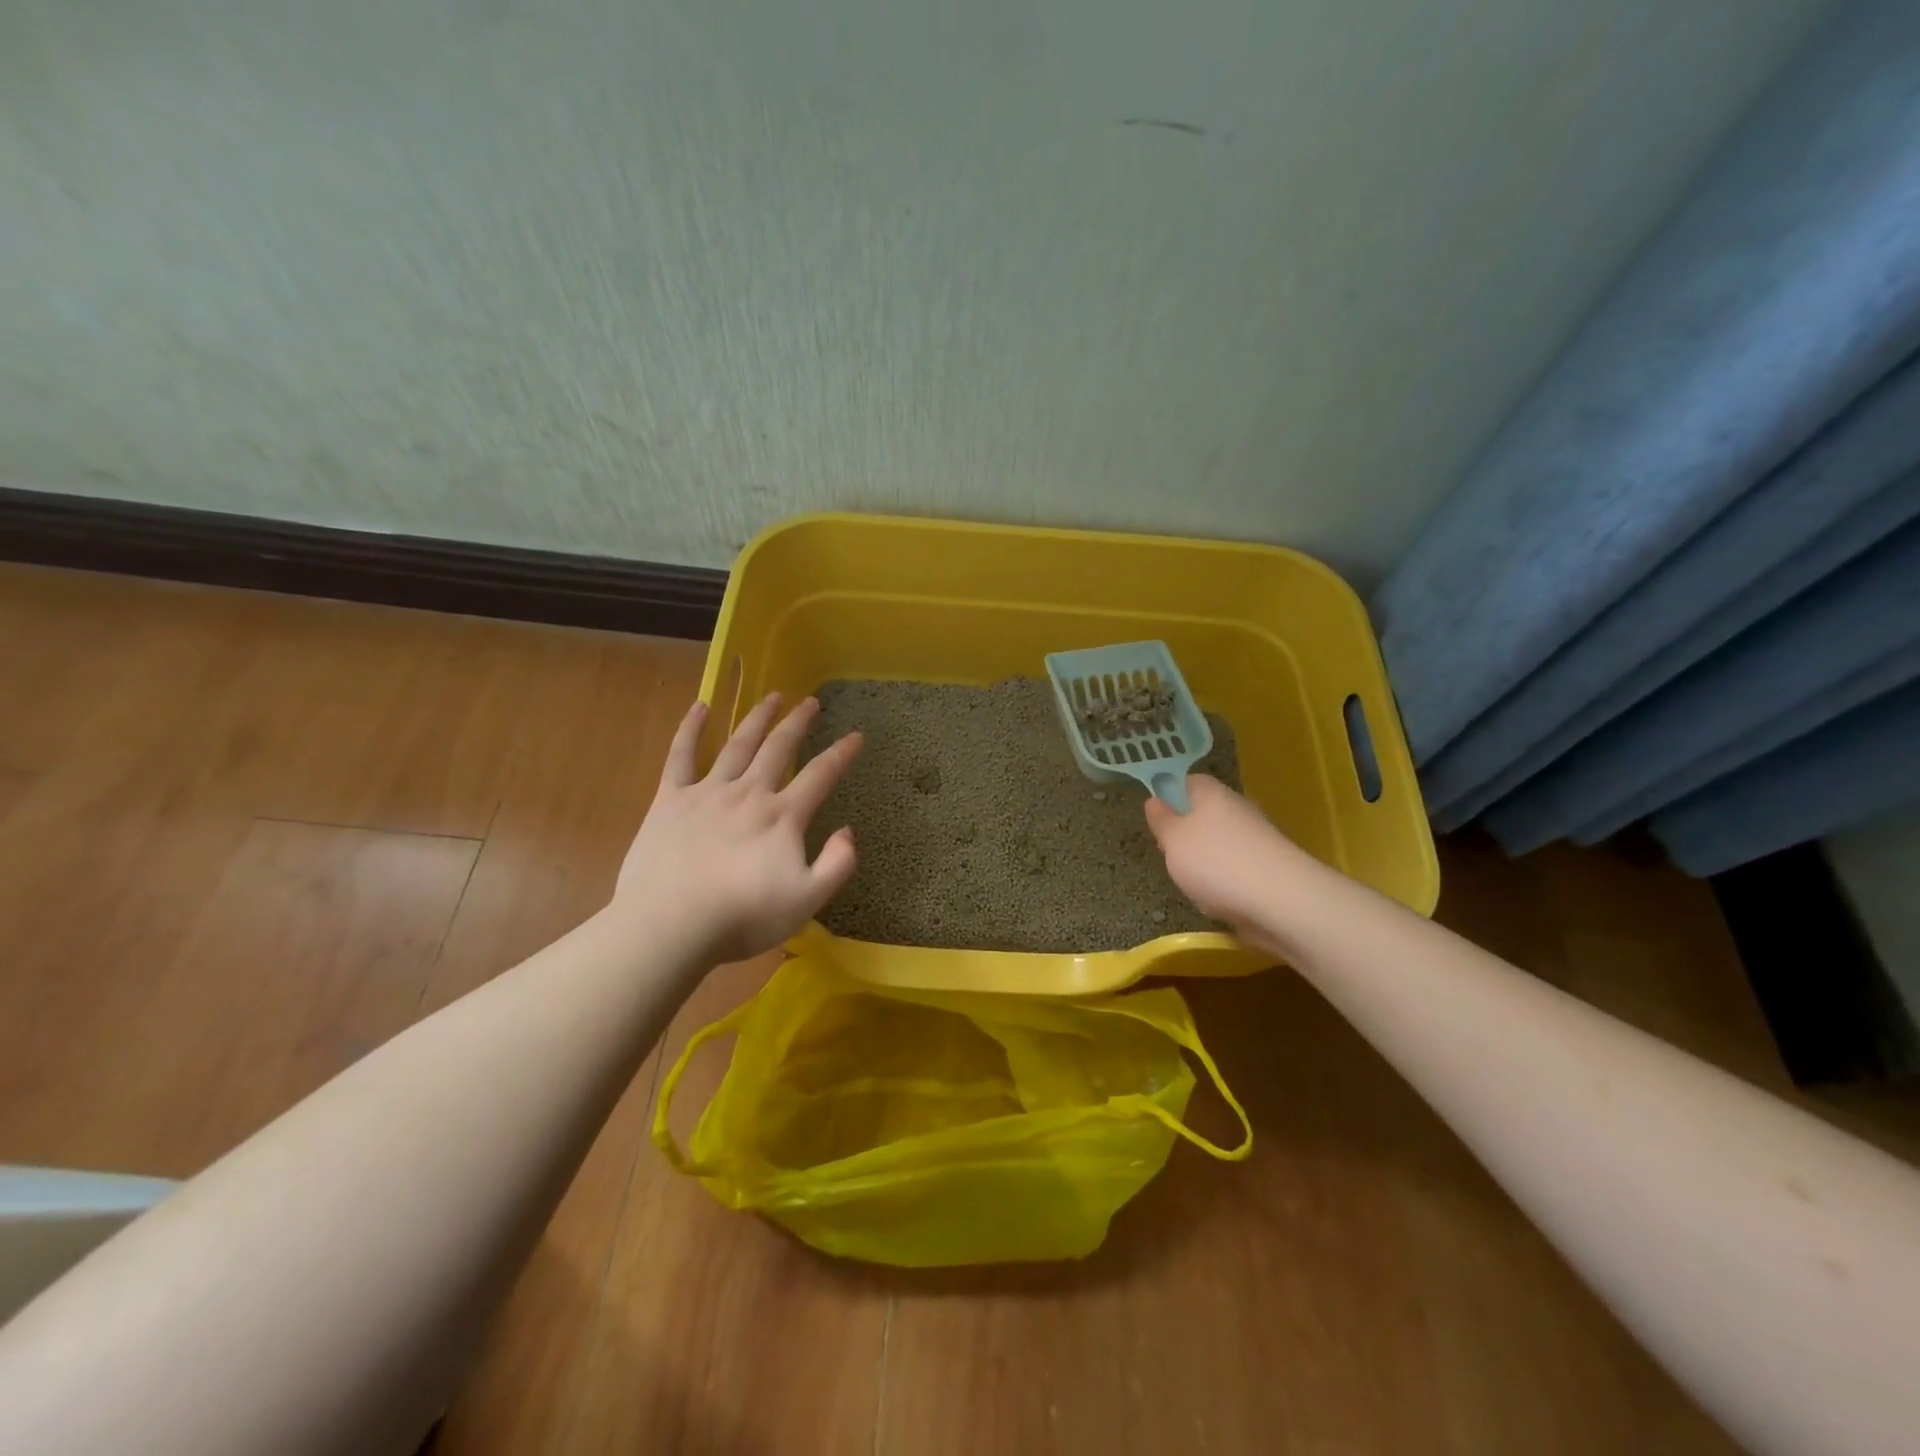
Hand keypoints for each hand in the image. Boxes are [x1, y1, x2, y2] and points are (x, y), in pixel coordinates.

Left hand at [614, 693, 861, 965]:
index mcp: (782, 816)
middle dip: (798, 722)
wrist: (670, 924)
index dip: (841, 753)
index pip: (820, 775)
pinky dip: (691, 728)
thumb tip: (848, 831)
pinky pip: (681, 755)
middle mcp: (749, 793)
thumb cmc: (742, 917)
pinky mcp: (670, 800)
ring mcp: (708, 792)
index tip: (856, 735)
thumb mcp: (807, 900)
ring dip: (757, 718)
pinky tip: (700, 706)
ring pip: (738, 744)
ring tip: (771, 697)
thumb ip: (837, 864)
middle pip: (779, 748)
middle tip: (810, 701)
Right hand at [1144, 774, 1303, 951]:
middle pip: (1204, 814)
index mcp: (1212, 793)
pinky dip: (1224, 883)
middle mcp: (1237, 809)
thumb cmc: (1215, 862)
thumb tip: (1154, 800)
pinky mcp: (1268, 868)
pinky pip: (1236, 869)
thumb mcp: (1172, 840)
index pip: (1188, 781)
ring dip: (1204, 863)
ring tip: (1193, 885)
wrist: (1281, 902)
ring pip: (1219, 844)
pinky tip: (1218, 901)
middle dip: (1186, 836)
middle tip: (1170, 856)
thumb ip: (1161, 820)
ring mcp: (1256, 839)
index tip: (1157, 818)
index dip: (1170, 795)